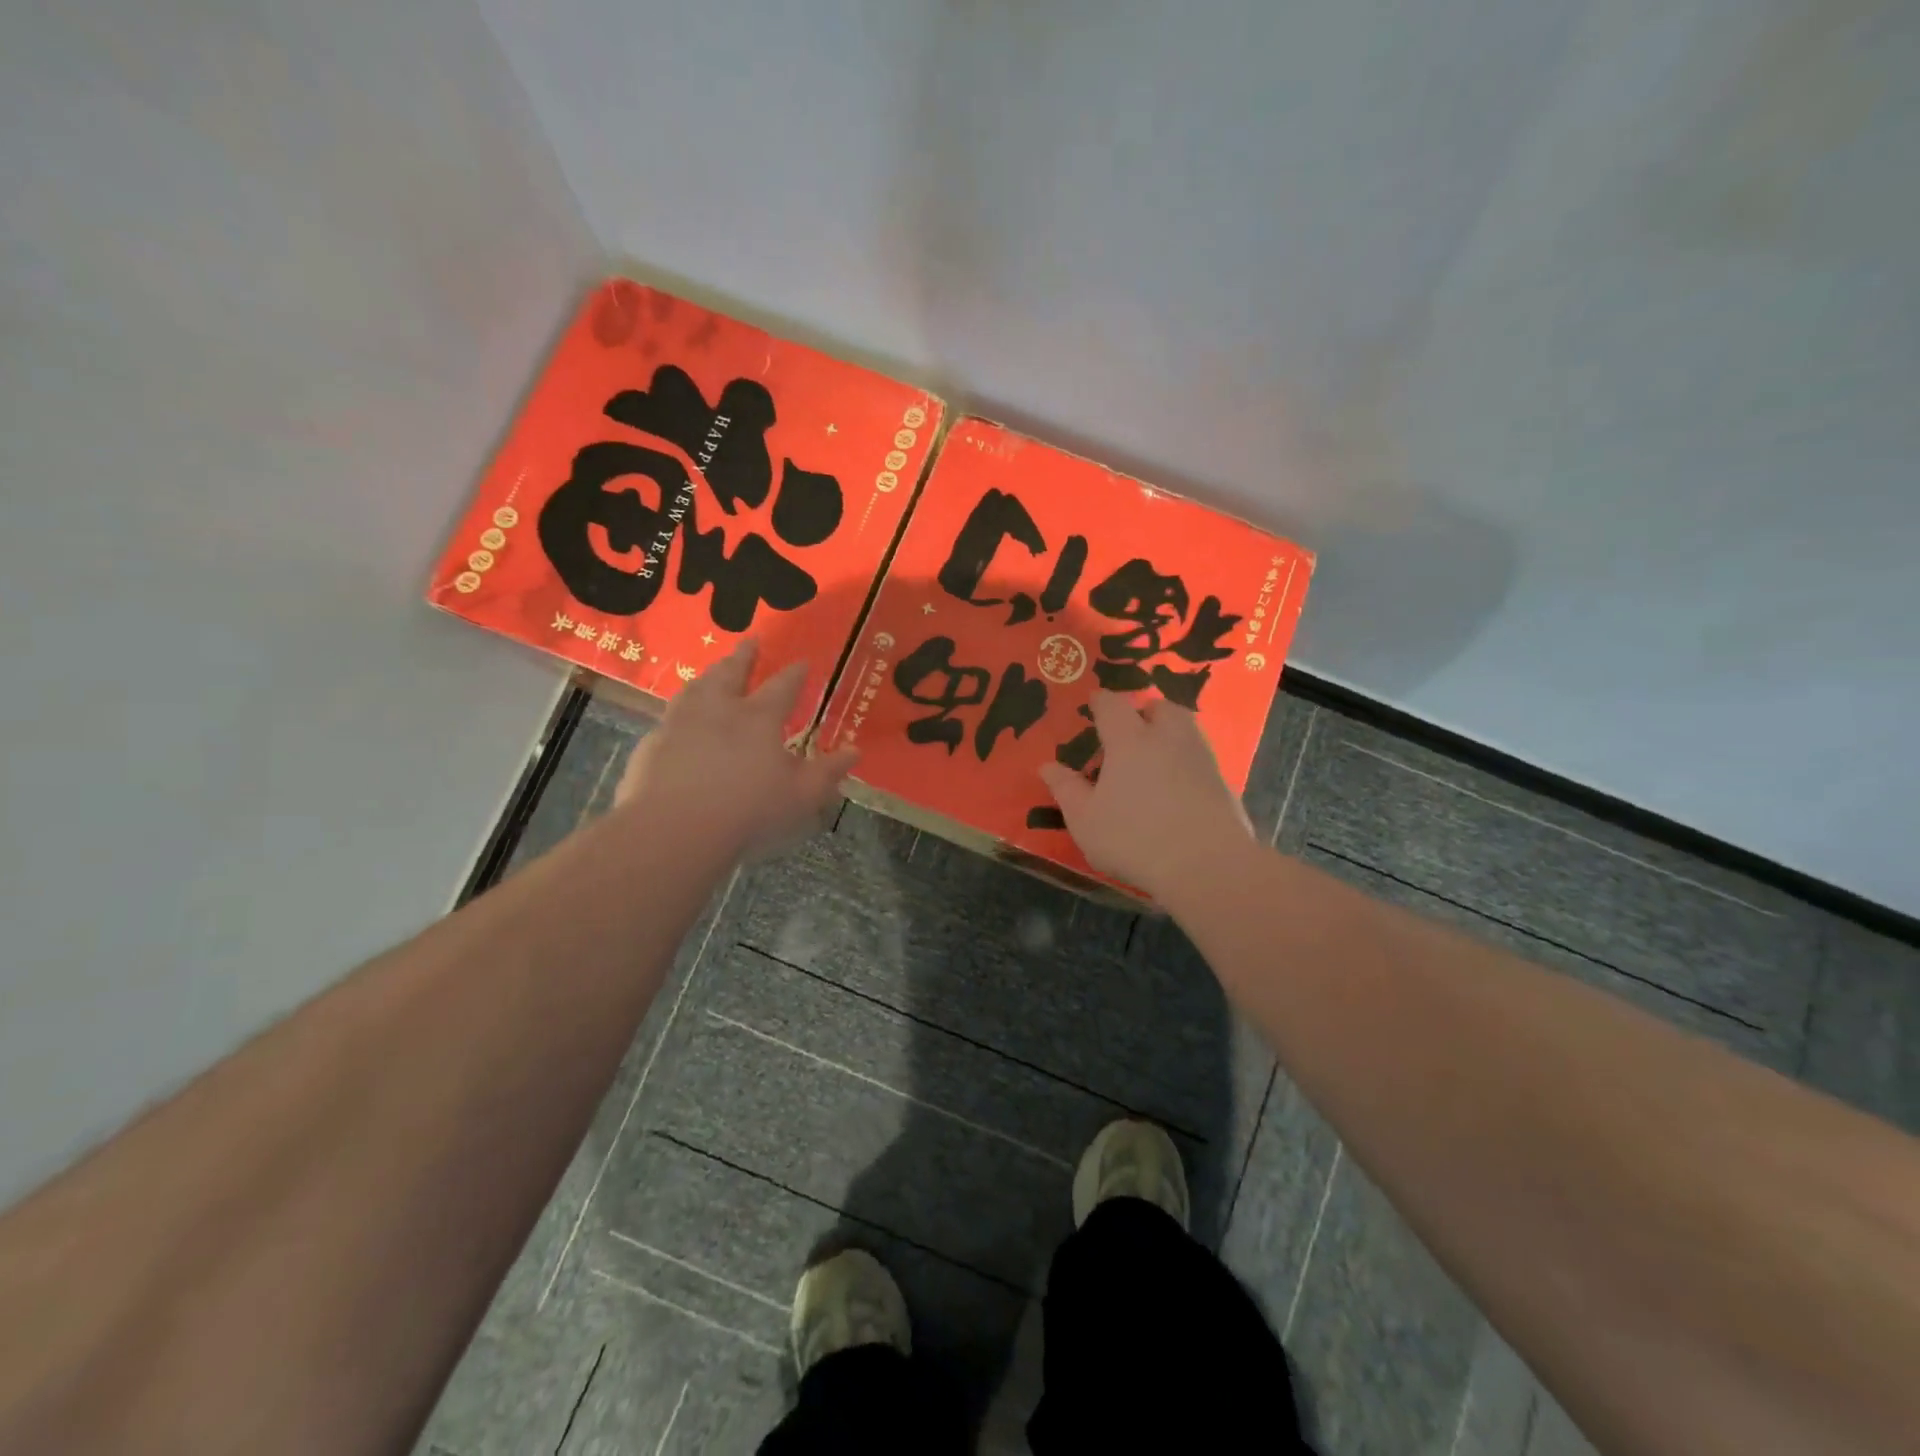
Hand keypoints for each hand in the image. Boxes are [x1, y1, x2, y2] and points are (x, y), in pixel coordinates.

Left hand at [613, 640, 857, 858]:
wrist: (673, 828)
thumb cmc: (749, 809)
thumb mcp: (802, 796)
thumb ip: (828, 772)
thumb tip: (854, 751)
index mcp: (759, 718)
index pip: (782, 687)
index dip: (794, 674)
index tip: (802, 661)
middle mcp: (718, 709)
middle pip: (731, 673)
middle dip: (744, 656)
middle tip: (750, 640)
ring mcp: (680, 724)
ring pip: (696, 688)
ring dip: (708, 675)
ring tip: (713, 670)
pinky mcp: (652, 745)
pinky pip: (669, 718)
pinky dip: (680, 711)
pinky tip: (678, 720)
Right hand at [1038, 691, 1254, 902]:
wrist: (1206, 864)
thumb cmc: (1133, 838)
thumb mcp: (1085, 819)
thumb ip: (1066, 789)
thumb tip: (1047, 766)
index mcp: (1129, 740)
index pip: (1113, 705)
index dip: (1101, 701)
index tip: (1094, 702)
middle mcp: (1168, 738)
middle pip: (1159, 707)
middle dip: (1144, 711)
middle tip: (1131, 728)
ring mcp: (1201, 757)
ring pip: (1186, 727)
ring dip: (1170, 731)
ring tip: (1156, 753)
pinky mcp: (1223, 781)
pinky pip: (1201, 757)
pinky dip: (1187, 760)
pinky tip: (1178, 784)